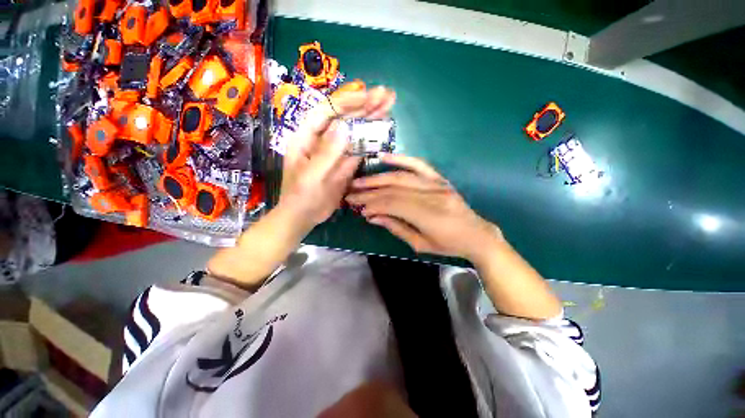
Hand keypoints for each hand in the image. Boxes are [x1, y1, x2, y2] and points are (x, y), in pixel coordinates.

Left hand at [278, 82, 395, 234]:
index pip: (328, 111)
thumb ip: (326, 153)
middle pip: (344, 117)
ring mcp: (335, 150)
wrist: (304, 215)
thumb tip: (344, 127)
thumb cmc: (300, 196)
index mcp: (307, 137)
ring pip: (354, 130)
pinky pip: (358, 147)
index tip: (369, 97)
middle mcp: (322, 138)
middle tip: (387, 95)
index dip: (348, 102)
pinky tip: (381, 129)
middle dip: (365, 105)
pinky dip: (370, 138)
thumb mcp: (311, 176)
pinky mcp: (344, 162)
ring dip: (370, 118)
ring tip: (388, 104)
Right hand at [346, 154, 502, 261]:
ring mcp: (437, 184)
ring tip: (359, 180)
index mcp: (429, 215)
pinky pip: (419, 165)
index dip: (373, 204)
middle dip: (370, 191)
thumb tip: (372, 216)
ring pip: (401, 177)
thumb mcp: (420, 244)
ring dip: (378, 178)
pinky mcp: (440, 179)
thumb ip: (396, 228)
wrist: (476, 234)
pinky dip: (401, 159)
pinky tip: (384, 157)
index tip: (359, 208)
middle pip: (394, 190)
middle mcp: (432, 196)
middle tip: (351, 193)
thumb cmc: (448, 245)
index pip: (393, 204)